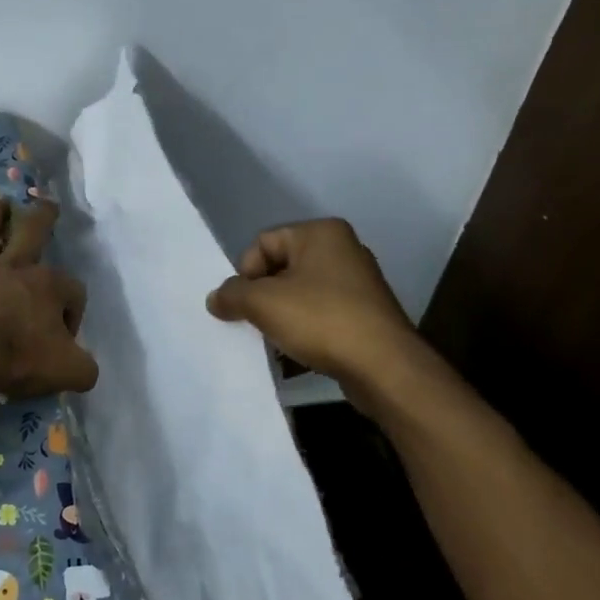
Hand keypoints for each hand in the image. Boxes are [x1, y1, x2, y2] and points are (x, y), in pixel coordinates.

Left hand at [0, 198, 98, 397]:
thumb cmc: (20, 358)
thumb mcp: (70, 372)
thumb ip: (83, 368)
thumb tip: (82, 367)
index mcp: (48, 287)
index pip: (72, 291)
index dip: (73, 314)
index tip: (65, 341)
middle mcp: (12, 270)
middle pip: (32, 233)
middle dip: (43, 218)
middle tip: (47, 205)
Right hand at [206, 219, 421, 395]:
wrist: (384, 366)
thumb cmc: (321, 320)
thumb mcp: (263, 303)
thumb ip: (232, 295)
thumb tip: (216, 298)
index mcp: (321, 233)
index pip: (263, 242)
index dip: (246, 273)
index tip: (244, 305)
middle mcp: (342, 249)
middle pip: (281, 267)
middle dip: (262, 296)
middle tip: (255, 322)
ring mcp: (357, 282)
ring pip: (300, 293)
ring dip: (281, 315)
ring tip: (275, 340)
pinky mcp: (365, 313)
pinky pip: (320, 313)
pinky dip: (304, 328)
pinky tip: (296, 351)